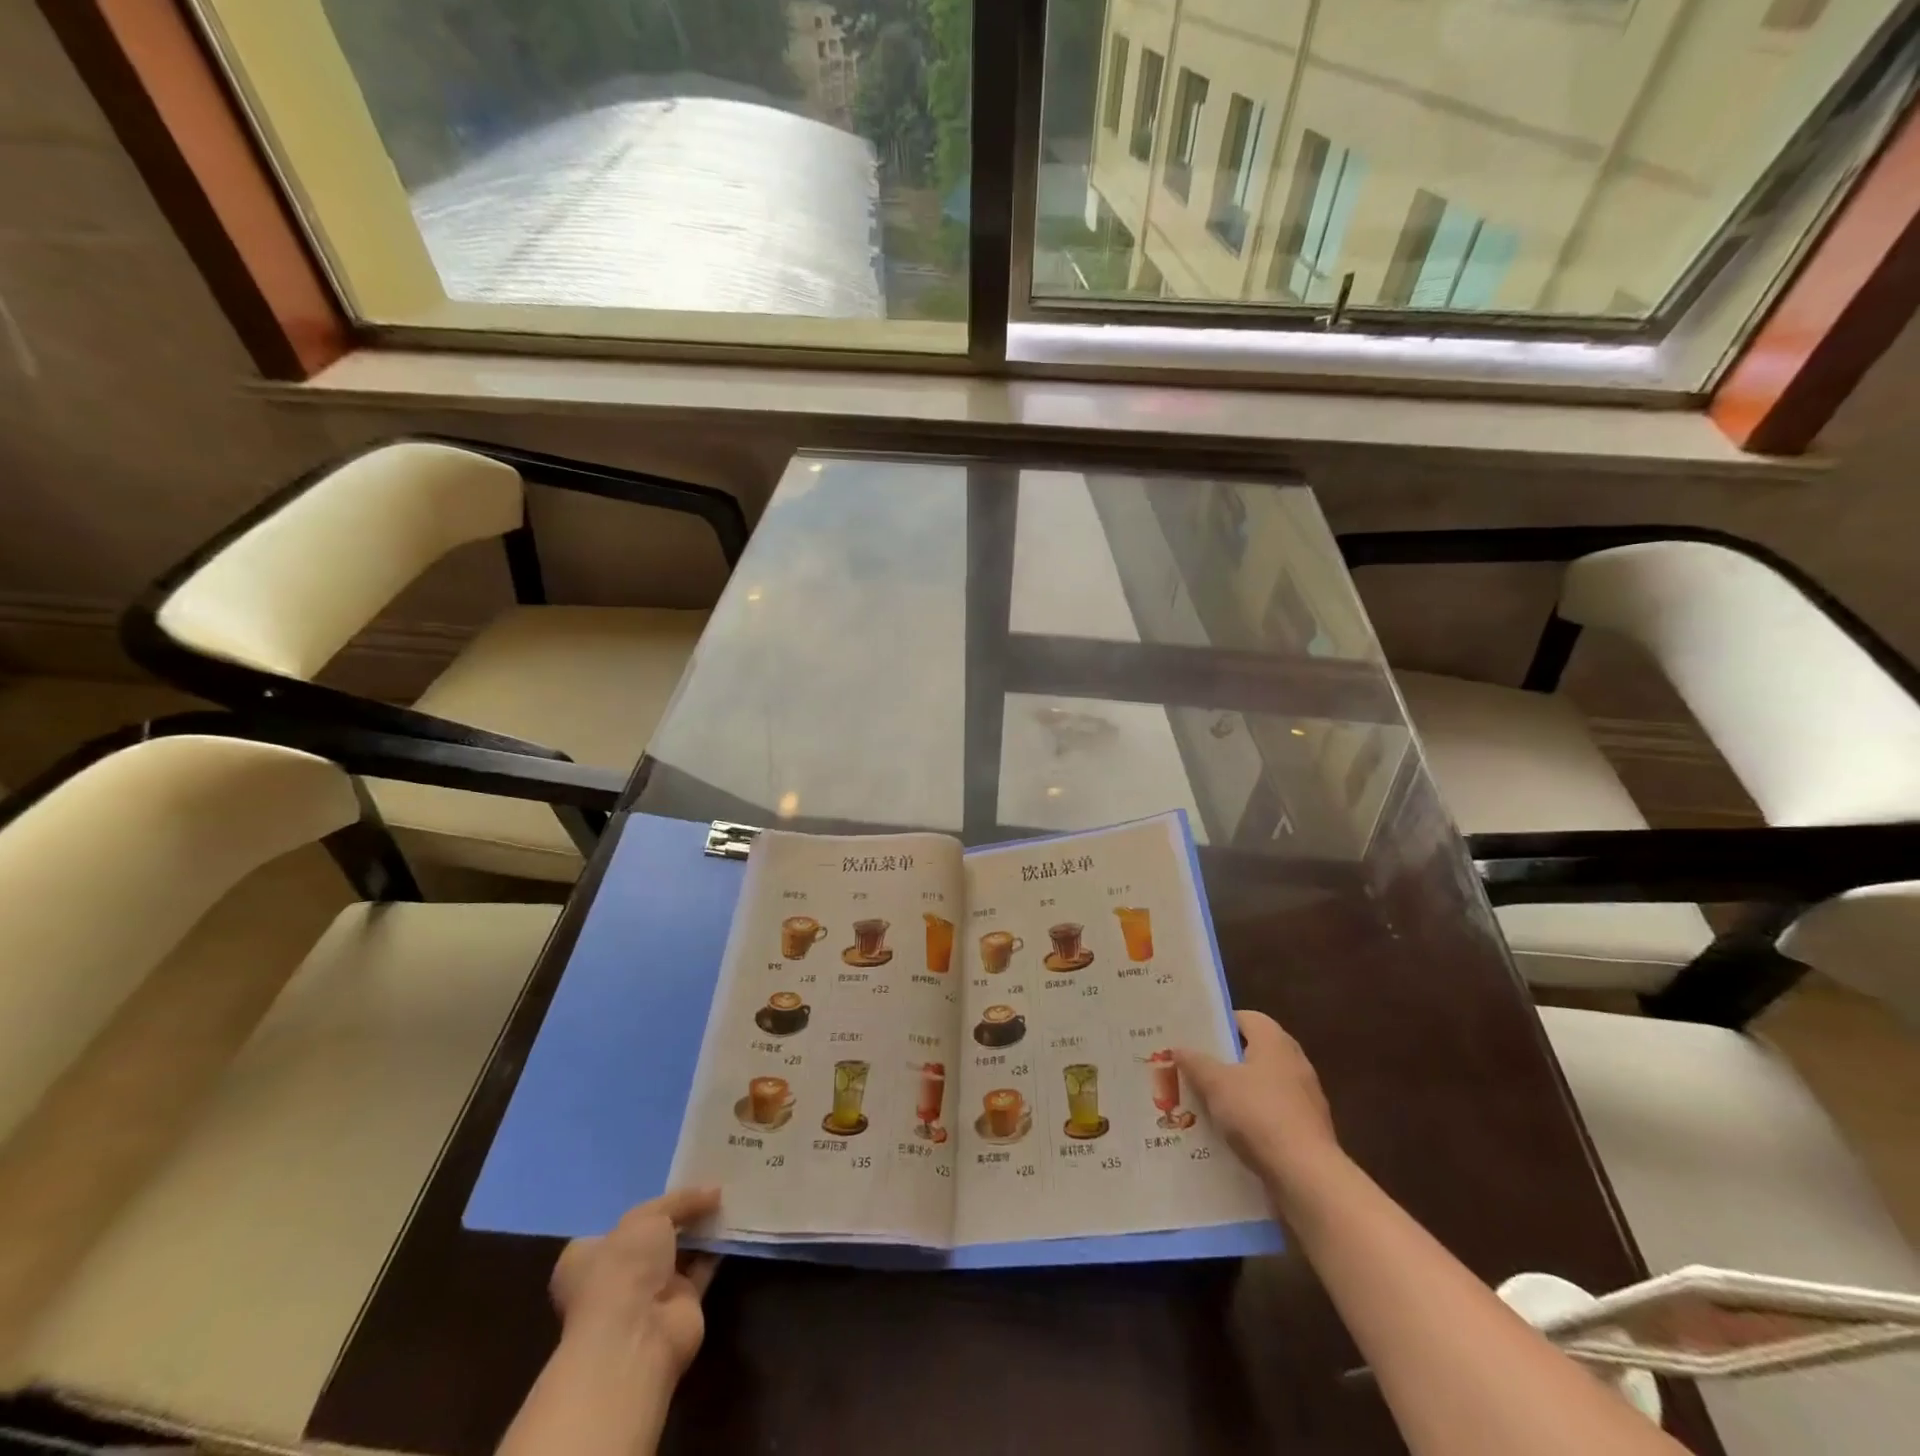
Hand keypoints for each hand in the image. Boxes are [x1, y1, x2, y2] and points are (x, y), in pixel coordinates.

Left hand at [550, 1187, 721, 1378]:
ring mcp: (648, 1293)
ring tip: (728, 1194)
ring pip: (680, 1252)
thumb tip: (715, 1191)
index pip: (615, 1225)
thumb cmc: (623, 1269)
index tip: (672, 1184)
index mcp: (588, 1257)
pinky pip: (702, 1268)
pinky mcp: (680, 1305)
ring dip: (700, 1229)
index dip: (643, 1206)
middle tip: (708, 1183)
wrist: (636, 1336)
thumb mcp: (648, 1216)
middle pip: (652, 1237)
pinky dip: (716, 1248)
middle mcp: (616, 1276)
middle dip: (678, 1215)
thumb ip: (681, 1200)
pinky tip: (734, 1222)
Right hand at [1175, 1011, 1340, 1194]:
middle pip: (1252, 1052)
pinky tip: (1228, 1134)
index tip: (1194, 1036)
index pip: (1245, 1018)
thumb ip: (1196, 1062)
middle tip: (1193, 1068)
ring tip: (1204, 1103)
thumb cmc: (1259, 1114)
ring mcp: (1305, 1098)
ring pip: (1261, 1086)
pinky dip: (1251, 1119)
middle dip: (1223, 1061)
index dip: (1218, 1024)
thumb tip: (1179, 1048)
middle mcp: (1294, 1062)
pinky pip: (1271, 1115)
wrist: (1306, 1175)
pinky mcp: (1307, 1130)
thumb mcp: (1215, 1084)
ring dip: (1236, 1093)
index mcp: (1274, 1041)